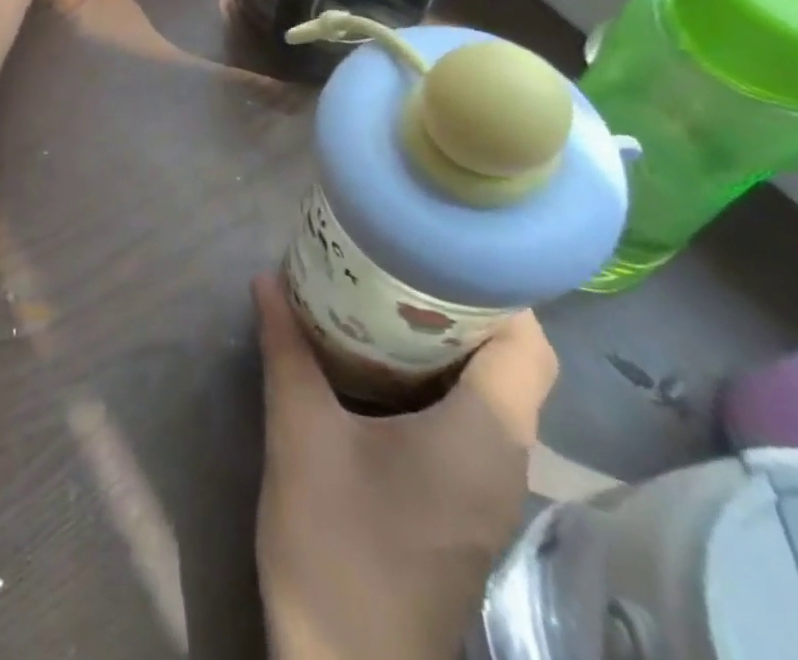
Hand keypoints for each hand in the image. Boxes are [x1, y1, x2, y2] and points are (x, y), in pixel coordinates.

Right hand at [252, 274, 556, 659]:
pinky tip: (382, 370)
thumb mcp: (299, 434)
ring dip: (451, 346)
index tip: (440, 250)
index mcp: (484, 437)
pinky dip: (441, 384)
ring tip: (387, 301)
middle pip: (516, 365)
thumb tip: (267, 279)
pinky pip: (473, 425)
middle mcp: (504, 461)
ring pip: (495, 396)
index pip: (529, 346)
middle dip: (465, 309)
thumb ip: (287, 349)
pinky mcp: (466, 510)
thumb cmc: (334, 546)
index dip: (497, 290)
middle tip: (401, 266)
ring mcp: (489, 492)